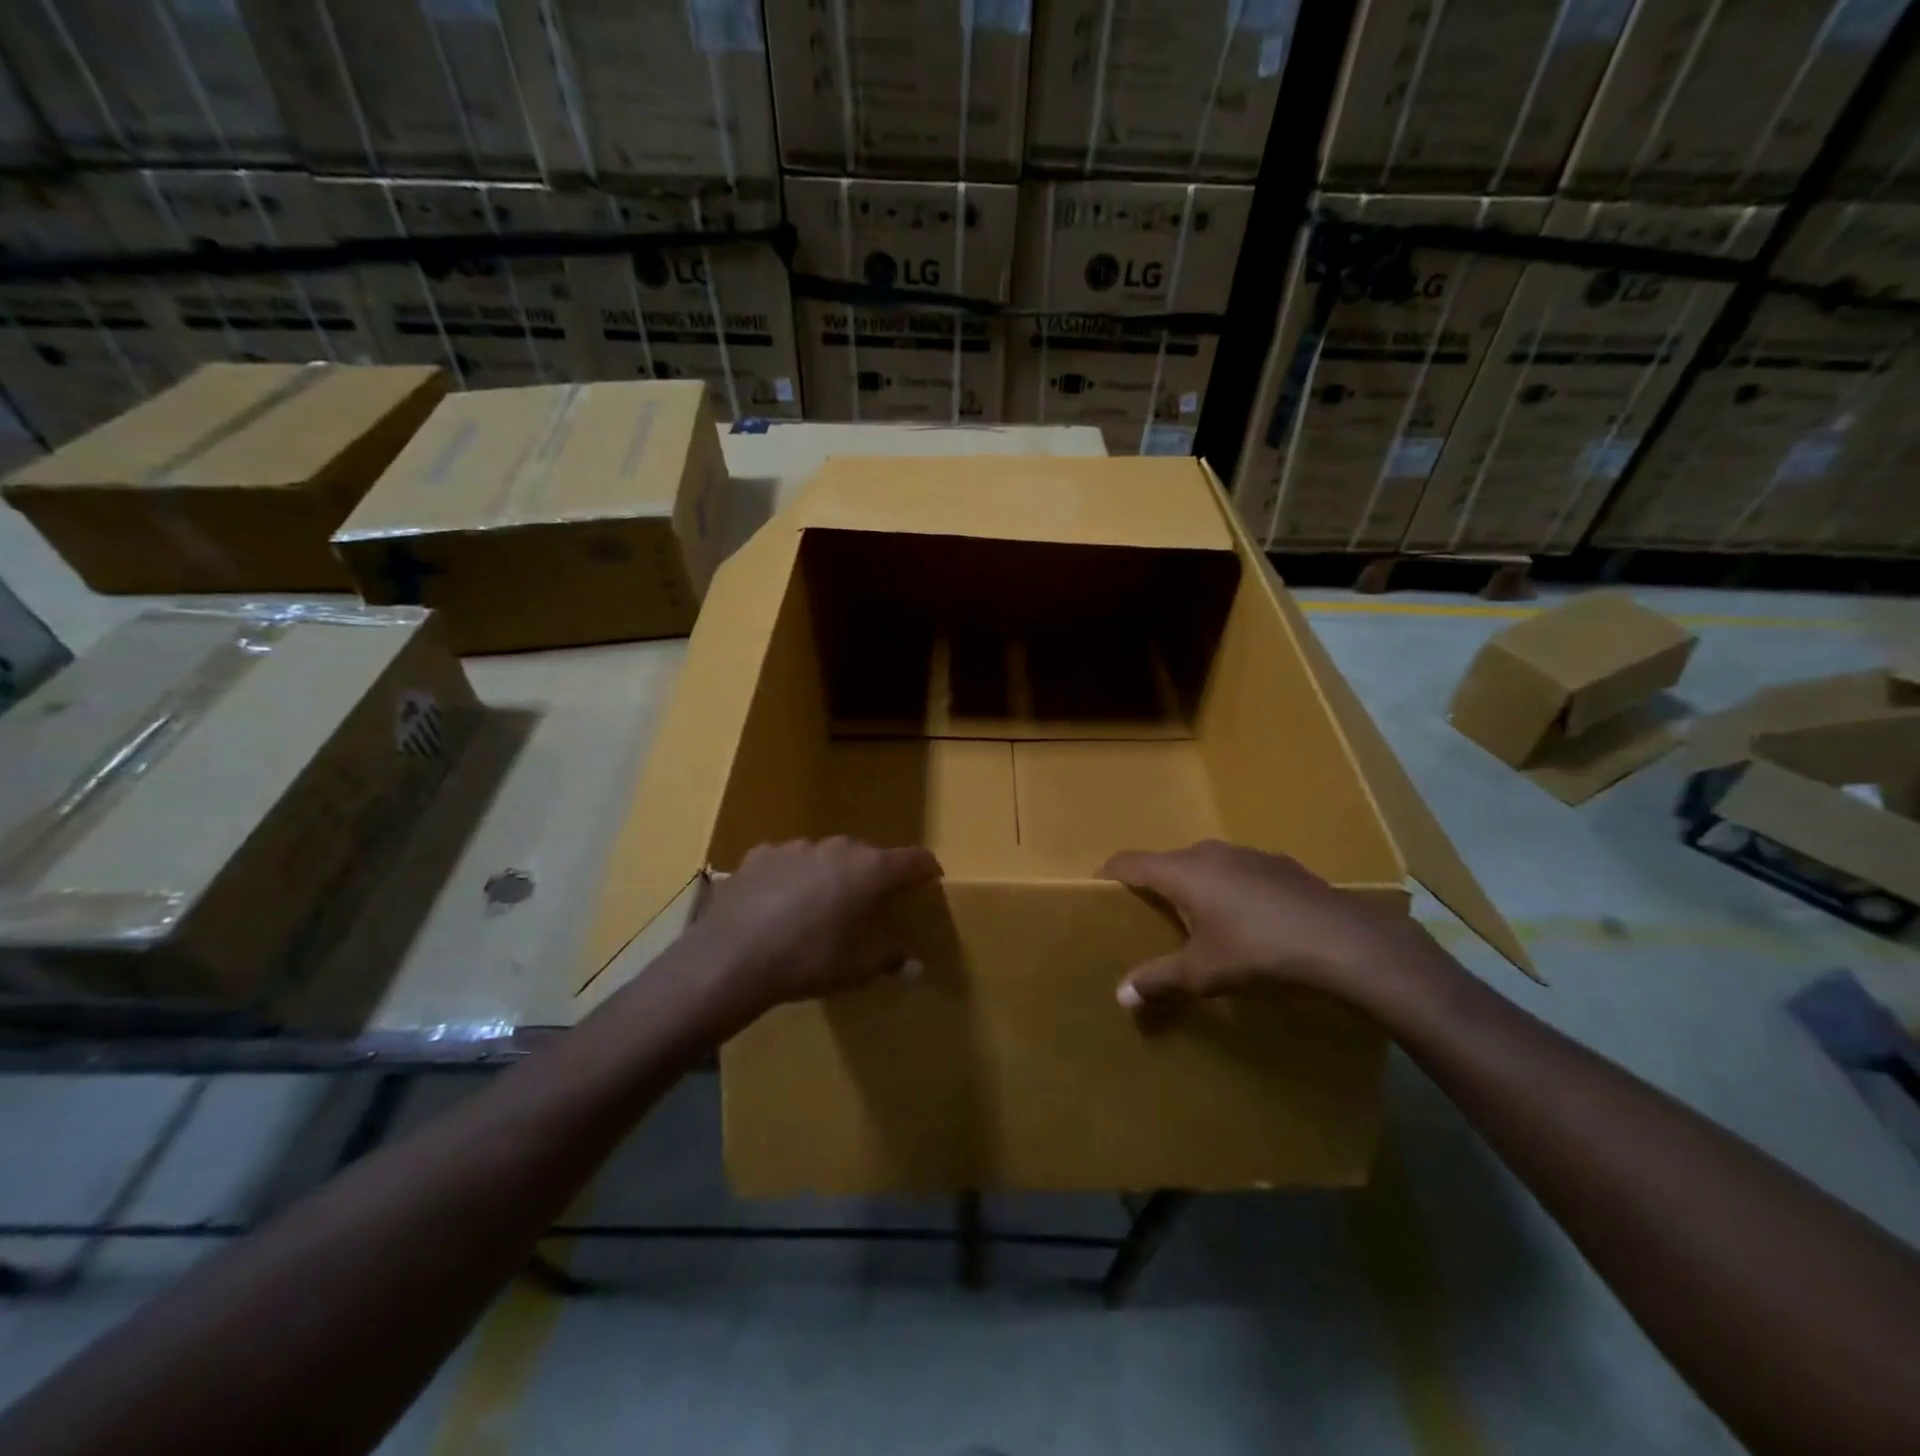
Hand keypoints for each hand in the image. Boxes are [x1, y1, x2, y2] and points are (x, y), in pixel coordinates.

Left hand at [690, 837, 941, 1018]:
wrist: (730, 958)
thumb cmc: (806, 962)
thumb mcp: (854, 969)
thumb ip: (888, 959)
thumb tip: (914, 966)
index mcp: (868, 870)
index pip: (912, 859)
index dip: (925, 868)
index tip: (930, 878)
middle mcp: (836, 848)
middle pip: (867, 855)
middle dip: (873, 875)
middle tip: (869, 903)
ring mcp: (795, 846)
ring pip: (825, 855)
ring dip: (830, 874)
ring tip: (820, 905)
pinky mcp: (760, 854)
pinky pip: (788, 861)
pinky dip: (792, 876)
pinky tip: (779, 903)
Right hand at [1099, 840, 1432, 1010]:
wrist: (1344, 942)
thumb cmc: (1258, 952)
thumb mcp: (1203, 973)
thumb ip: (1159, 979)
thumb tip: (1121, 995)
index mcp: (1182, 871)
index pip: (1129, 862)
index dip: (1108, 875)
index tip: (1098, 895)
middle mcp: (1209, 853)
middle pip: (1167, 863)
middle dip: (1154, 887)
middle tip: (1148, 921)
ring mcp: (1248, 854)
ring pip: (1205, 866)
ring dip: (1194, 888)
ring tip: (1198, 924)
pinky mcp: (1280, 865)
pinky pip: (1238, 873)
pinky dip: (1229, 891)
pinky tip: (1249, 923)